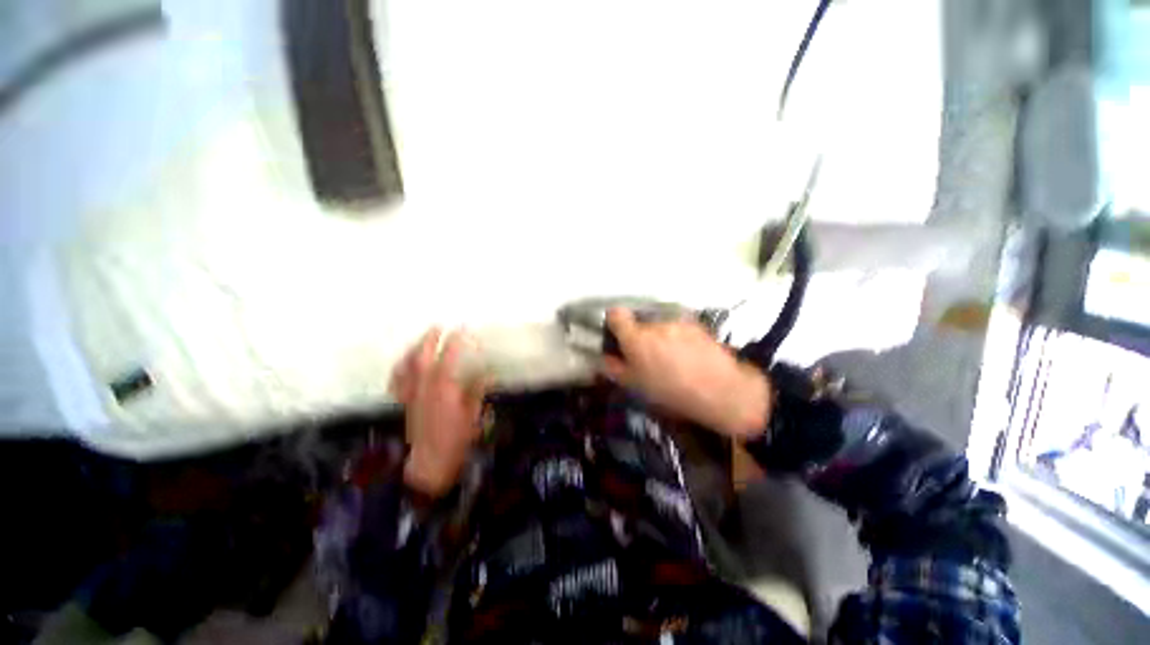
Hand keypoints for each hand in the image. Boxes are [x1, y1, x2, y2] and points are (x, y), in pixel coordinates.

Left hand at [390, 328, 487, 496]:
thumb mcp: (473, 414)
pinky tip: (406, 363)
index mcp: (444, 388)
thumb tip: (488, 374)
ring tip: (422, 339)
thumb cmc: (456, 439)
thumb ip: (478, 391)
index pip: (449, 357)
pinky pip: (397, 381)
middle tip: (439, 326)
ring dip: (414, 348)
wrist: (430, 462)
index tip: (463, 329)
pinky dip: (400, 368)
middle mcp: (424, 386)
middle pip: (422, 356)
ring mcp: (411, 394)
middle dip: (430, 338)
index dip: (456, 341)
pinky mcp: (405, 402)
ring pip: (406, 365)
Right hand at [601, 309, 770, 437]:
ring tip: (671, 355)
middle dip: (639, 333)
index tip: (617, 335)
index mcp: (635, 338)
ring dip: (659, 334)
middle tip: (646, 353)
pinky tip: (687, 353)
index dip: (613, 321)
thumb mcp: (635, 386)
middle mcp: (654, 323)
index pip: (615, 313)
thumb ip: (614, 368)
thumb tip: (605, 356)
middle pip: (639, 320)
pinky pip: (678, 326)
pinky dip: (677, 335)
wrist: (720, 391)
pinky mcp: (695, 324)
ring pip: (659, 323)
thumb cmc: (671, 392)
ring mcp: (677, 321)